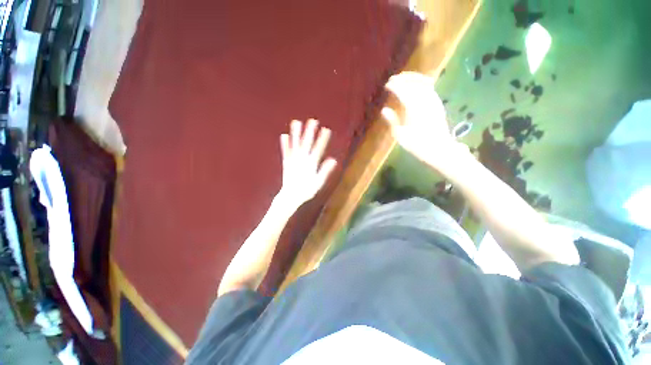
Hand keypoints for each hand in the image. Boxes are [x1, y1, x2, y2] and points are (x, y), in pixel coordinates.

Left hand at [277, 119, 336, 209]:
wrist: (290, 197)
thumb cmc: (306, 191)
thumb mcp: (318, 182)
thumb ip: (325, 171)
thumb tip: (333, 160)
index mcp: (311, 164)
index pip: (318, 149)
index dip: (323, 139)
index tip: (326, 129)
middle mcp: (302, 159)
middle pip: (306, 143)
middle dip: (310, 131)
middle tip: (313, 120)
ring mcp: (293, 160)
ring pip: (295, 144)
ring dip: (295, 133)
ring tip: (296, 122)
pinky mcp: (286, 163)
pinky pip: (285, 152)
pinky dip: (284, 144)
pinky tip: (283, 135)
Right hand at [381, 72, 465, 169]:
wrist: (439, 148)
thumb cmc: (417, 144)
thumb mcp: (400, 135)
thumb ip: (392, 120)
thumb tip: (384, 109)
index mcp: (413, 107)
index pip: (402, 91)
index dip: (394, 86)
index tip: (387, 85)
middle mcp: (424, 100)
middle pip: (414, 83)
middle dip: (403, 79)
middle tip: (393, 78)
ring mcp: (433, 101)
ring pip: (423, 82)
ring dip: (413, 78)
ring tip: (404, 78)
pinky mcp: (438, 104)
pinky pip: (430, 87)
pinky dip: (422, 83)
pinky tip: (417, 86)